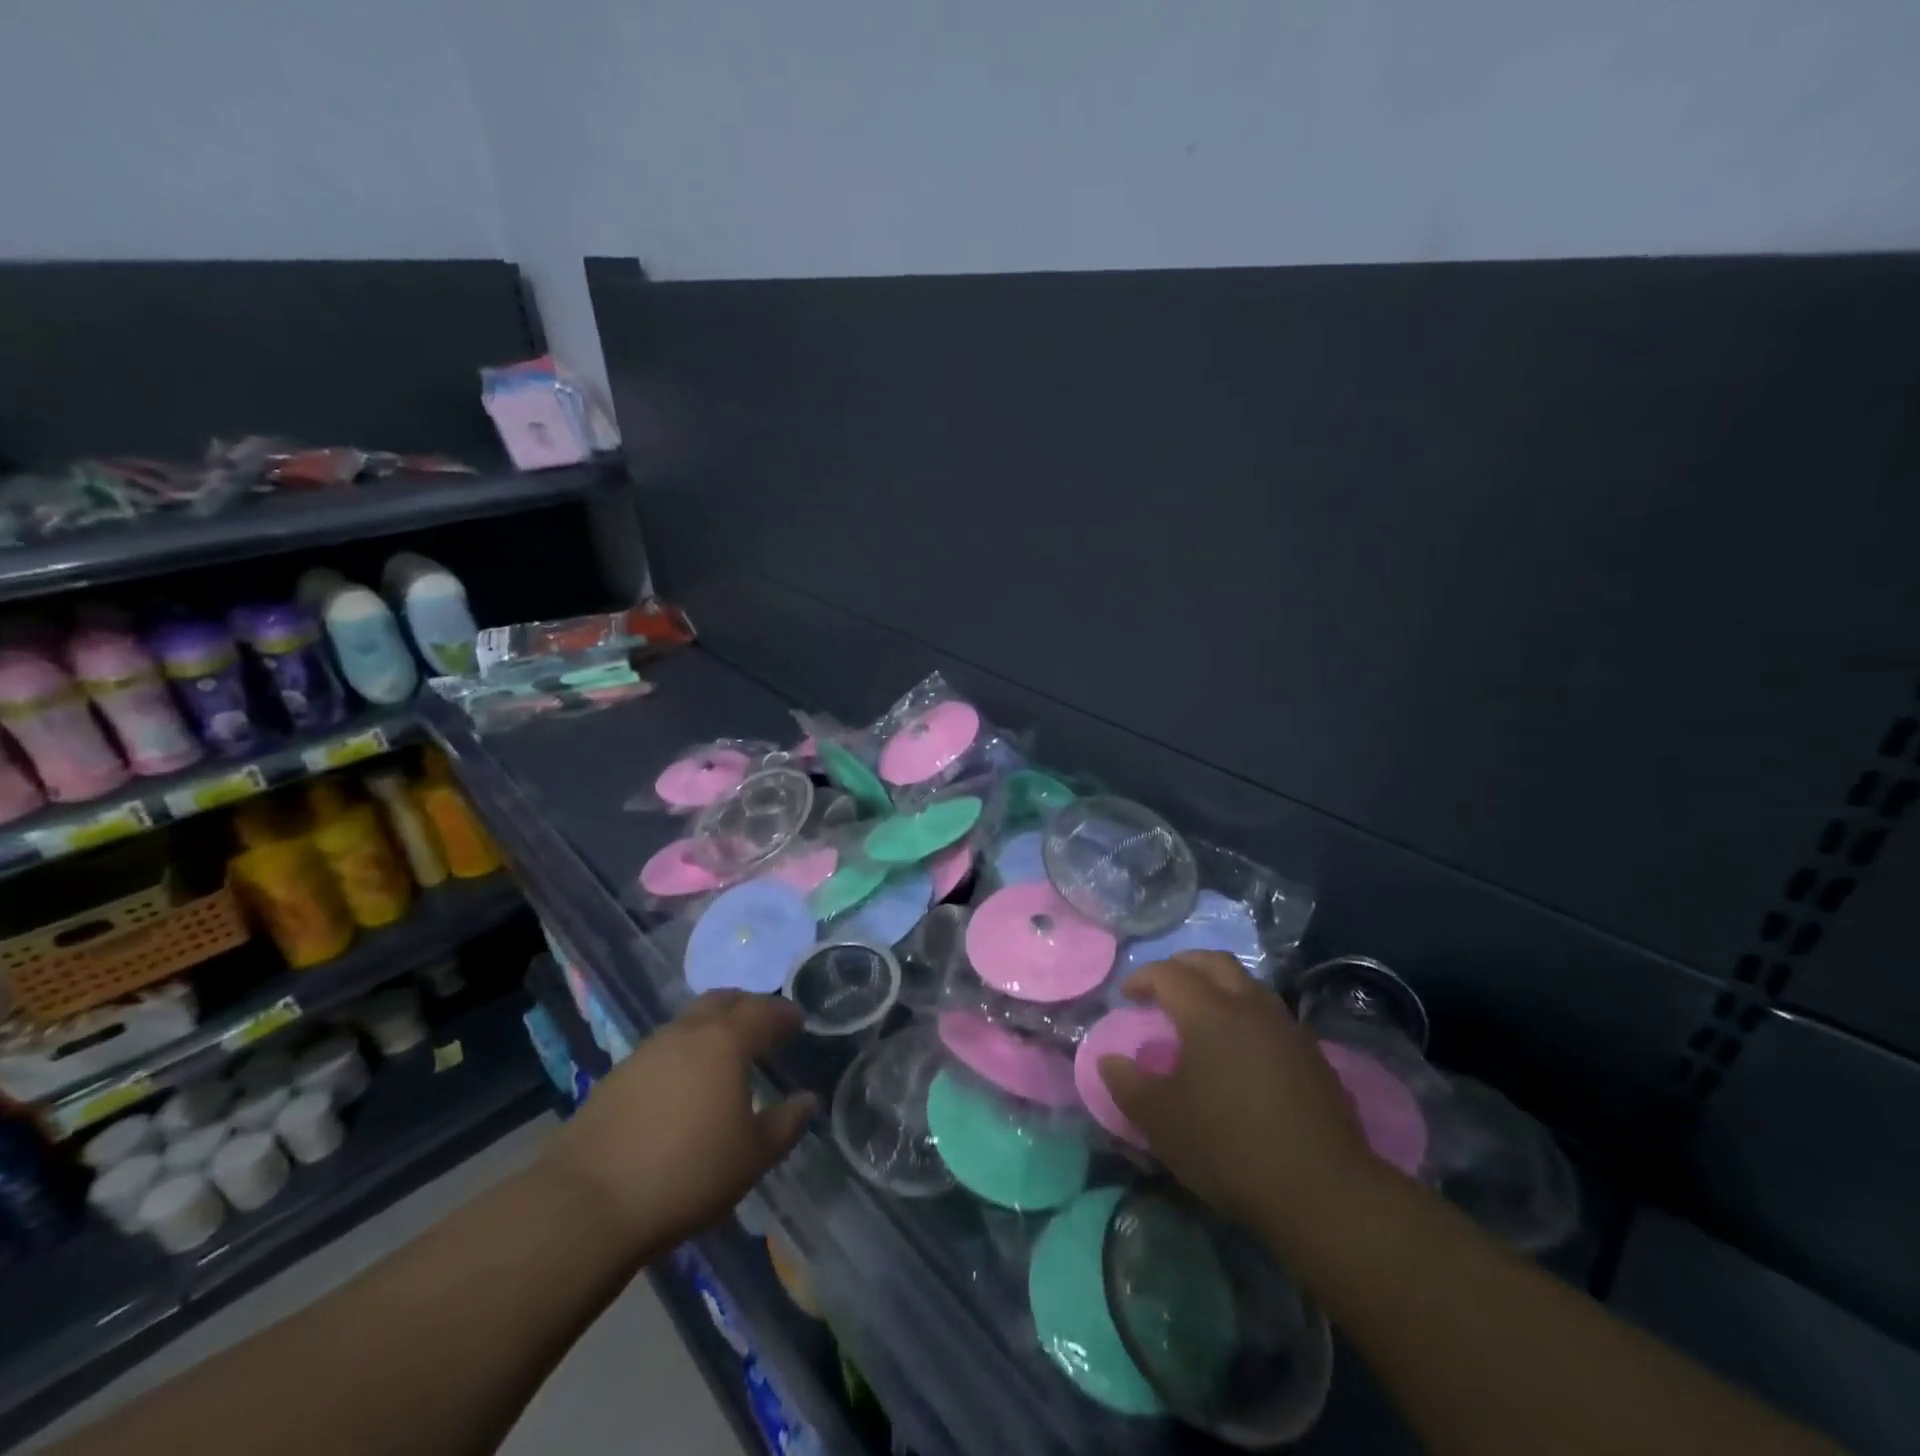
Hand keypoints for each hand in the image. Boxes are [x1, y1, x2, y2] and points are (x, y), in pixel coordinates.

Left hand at [541, 992, 816, 1254]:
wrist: (588, 1203)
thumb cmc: (687, 1173)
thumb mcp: (752, 1157)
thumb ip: (785, 1124)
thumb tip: (808, 1100)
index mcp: (725, 1042)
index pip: (763, 1012)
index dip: (784, 1013)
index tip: (798, 1021)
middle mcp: (685, 1034)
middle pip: (722, 1001)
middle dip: (748, 1006)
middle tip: (764, 1025)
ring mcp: (645, 1052)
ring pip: (688, 1023)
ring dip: (712, 1028)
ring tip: (725, 1055)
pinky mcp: (616, 1077)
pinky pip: (662, 1049)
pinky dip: (683, 1053)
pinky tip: (684, 1085)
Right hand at [1098, 952, 1380, 1246]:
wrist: (1324, 1192)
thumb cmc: (1230, 1147)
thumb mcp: (1162, 1122)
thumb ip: (1128, 1085)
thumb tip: (1109, 1060)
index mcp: (1209, 1013)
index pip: (1168, 974)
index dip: (1142, 978)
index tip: (1126, 995)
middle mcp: (1250, 1006)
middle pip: (1214, 962)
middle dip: (1183, 965)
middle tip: (1163, 987)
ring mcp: (1287, 1028)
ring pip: (1248, 983)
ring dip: (1218, 985)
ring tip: (1201, 1014)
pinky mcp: (1313, 1055)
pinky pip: (1270, 1013)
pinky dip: (1245, 1013)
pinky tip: (1240, 1048)